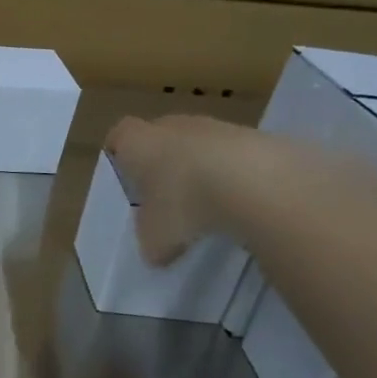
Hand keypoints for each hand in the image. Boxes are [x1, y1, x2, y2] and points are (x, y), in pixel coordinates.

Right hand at [106, 113, 263, 263]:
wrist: (257, 183)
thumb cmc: (184, 204)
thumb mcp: (154, 238)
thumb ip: (149, 241)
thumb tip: (155, 251)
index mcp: (138, 143)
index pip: (119, 135)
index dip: (119, 153)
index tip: (123, 175)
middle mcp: (173, 126)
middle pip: (160, 138)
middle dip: (161, 164)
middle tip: (163, 197)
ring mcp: (216, 127)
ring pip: (199, 146)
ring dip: (200, 169)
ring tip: (206, 205)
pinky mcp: (256, 136)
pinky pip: (235, 156)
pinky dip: (234, 175)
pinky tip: (239, 202)